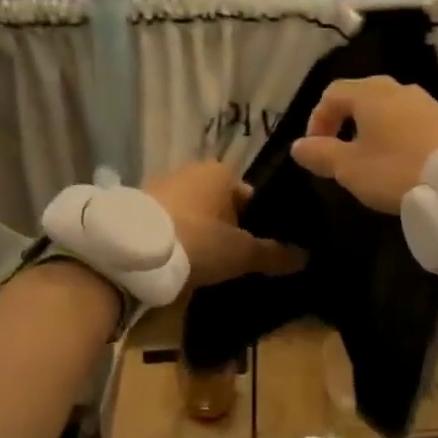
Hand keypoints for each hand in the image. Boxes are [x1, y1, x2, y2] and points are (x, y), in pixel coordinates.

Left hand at [146, 162, 305, 290]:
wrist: (131, 252)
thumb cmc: (197, 241)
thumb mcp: (242, 253)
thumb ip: (274, 254)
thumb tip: (306, 258)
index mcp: (220, 172)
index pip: (251, 197)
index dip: (260, 225)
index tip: (261, 251)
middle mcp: (191, 171)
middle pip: (222, 206)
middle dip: (229, 230)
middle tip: (236, 262)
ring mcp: (161, 187)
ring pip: (194, 214)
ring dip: (201, 235)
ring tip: (207, 266)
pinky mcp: (138, 208)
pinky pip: (170, 224)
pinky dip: (177, 239)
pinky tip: (180, 262)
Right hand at [289, 76, 437, 212]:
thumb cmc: (398, 170)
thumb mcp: (350, 168)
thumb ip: (321, 154)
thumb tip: (298, 145)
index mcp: (370, 94)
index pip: (332, 94)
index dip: (317, 119)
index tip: (315, 150)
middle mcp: (398, 88)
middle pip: (361, 96)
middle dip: (344, 122)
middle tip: (339, 152)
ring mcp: (426, 102)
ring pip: (387, 109)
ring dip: (371, 130)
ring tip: (369, 160)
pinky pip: (410, 121)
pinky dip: (396, 136)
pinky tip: (400, 162)